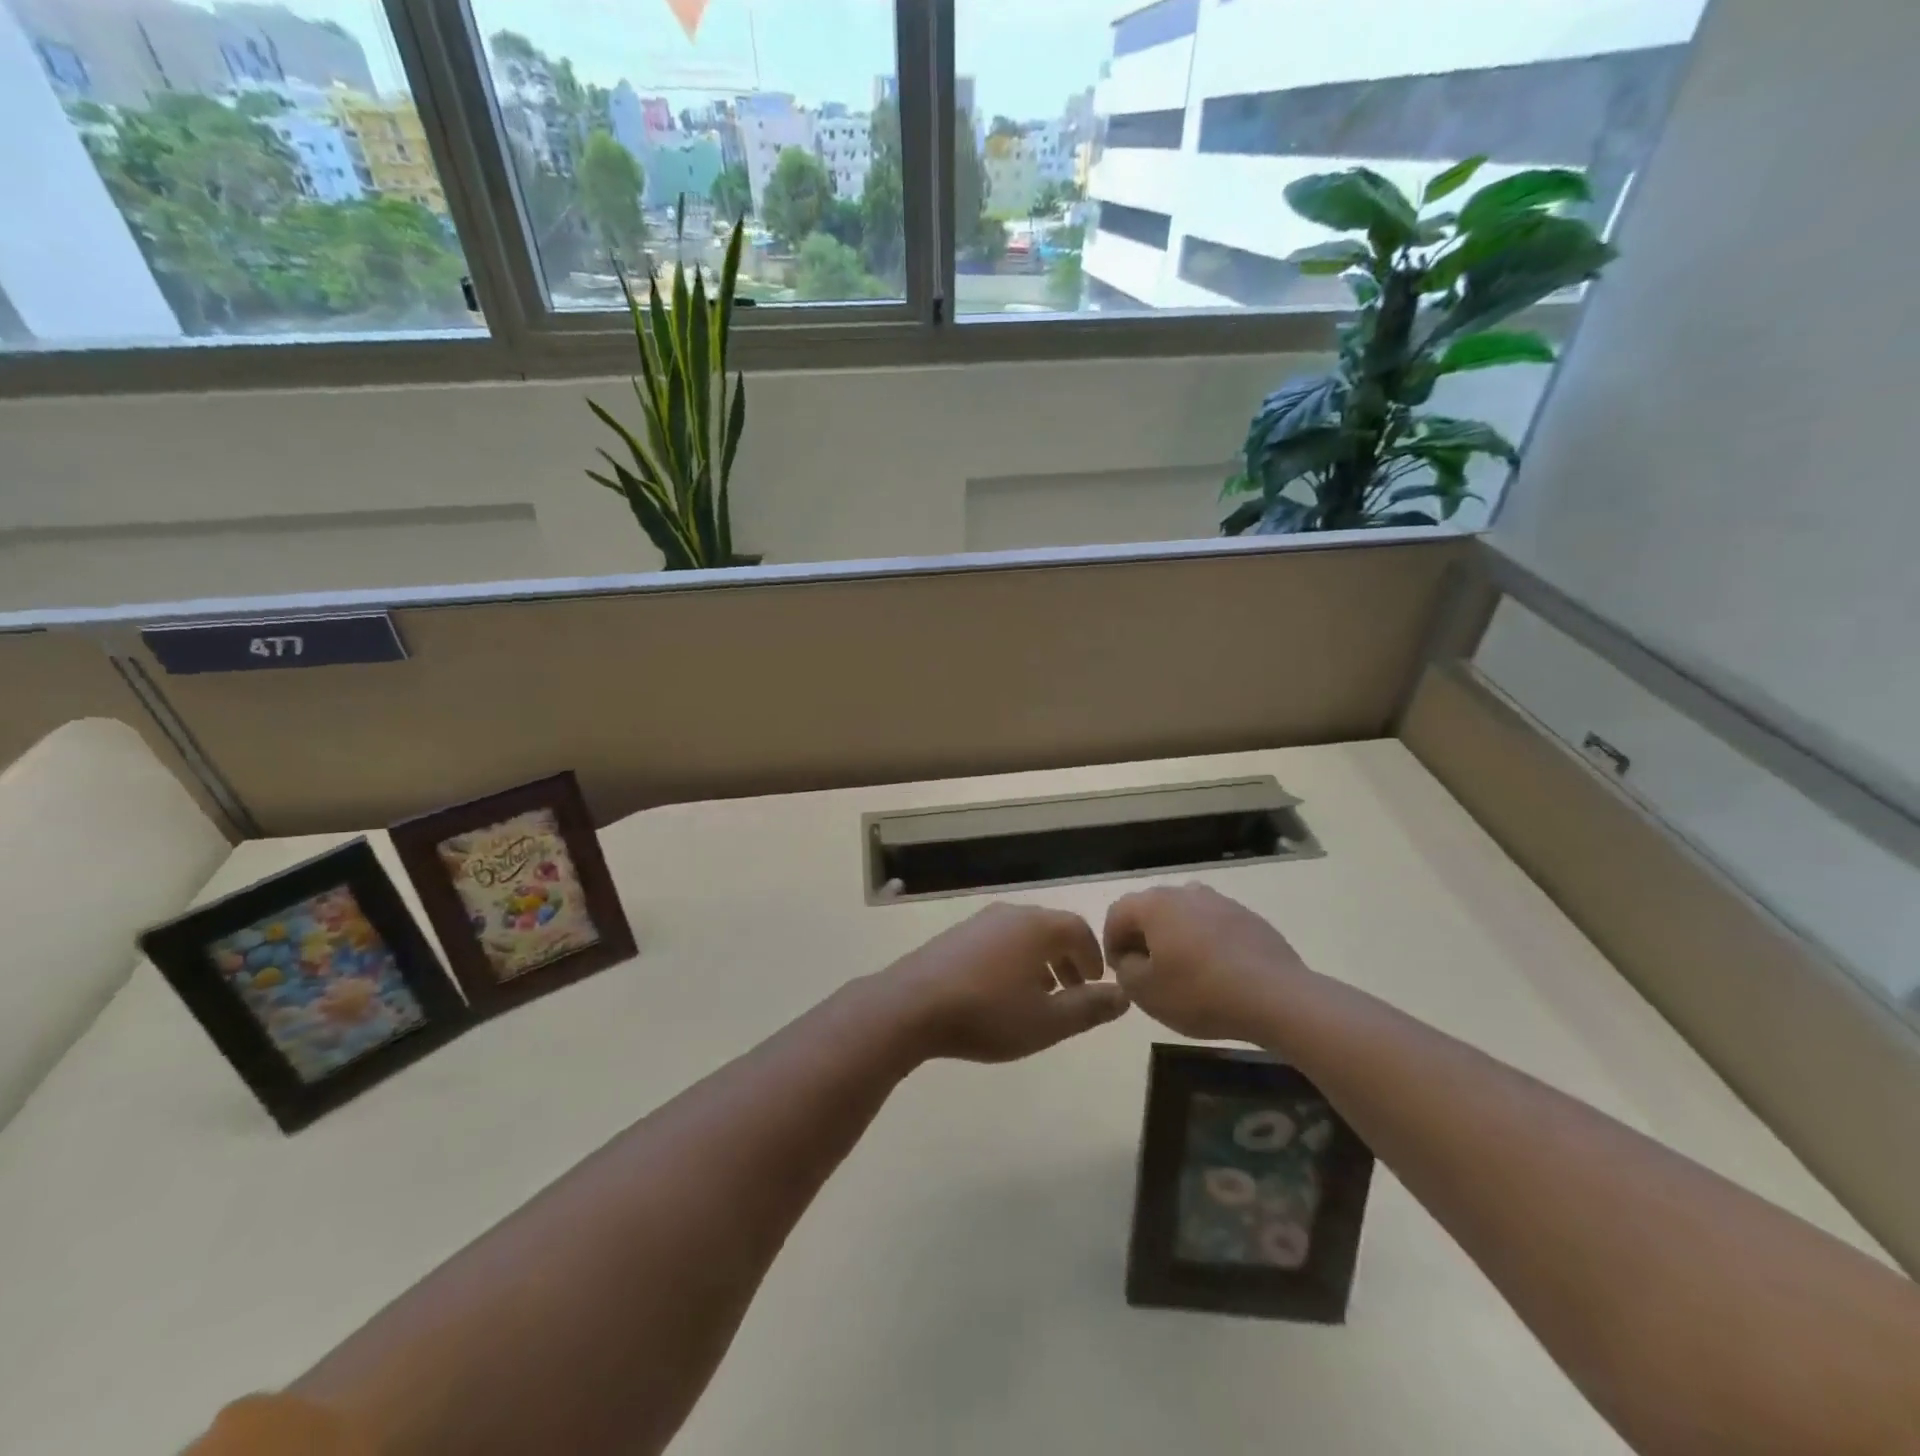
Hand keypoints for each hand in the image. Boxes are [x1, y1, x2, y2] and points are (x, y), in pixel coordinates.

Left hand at [880, 904, 1129, 1063]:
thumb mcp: (1047, 1022)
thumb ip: (1089, 1008)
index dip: (1093, 956)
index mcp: (1037, 927)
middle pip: (1051, 928)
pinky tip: (1002, 992)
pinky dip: (1012, 960)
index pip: (1079, 929)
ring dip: (1039, 961)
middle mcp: (1010, 914)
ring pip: (1022, 935)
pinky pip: (997, 941)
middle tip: (1073, 992)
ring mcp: (979, 922)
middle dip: (1067, 959)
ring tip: (1040, 996)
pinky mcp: (955, 935)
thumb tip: (1123, 996)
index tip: (1095, 984)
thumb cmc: (988, 1014)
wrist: (911, 1006)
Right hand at [1102, 884, 1312, 1041]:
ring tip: (1184, 972)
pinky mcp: (1248, 917)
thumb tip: (1130, 958)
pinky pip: (1214, 926)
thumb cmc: (1200, 993)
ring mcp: (1220, 902)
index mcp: (1154, 904)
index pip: (1117, 913)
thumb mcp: (1144, 992)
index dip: (1111, 943)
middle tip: (1148, 972)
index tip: (1120, 972)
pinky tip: (1217, 973)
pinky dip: (1206, 943)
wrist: (1277, 997)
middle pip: (1151, 910)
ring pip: (1184, 916)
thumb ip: (1125, 970)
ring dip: (1176, 938)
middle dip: (1143, 938)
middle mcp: (1185, 892)